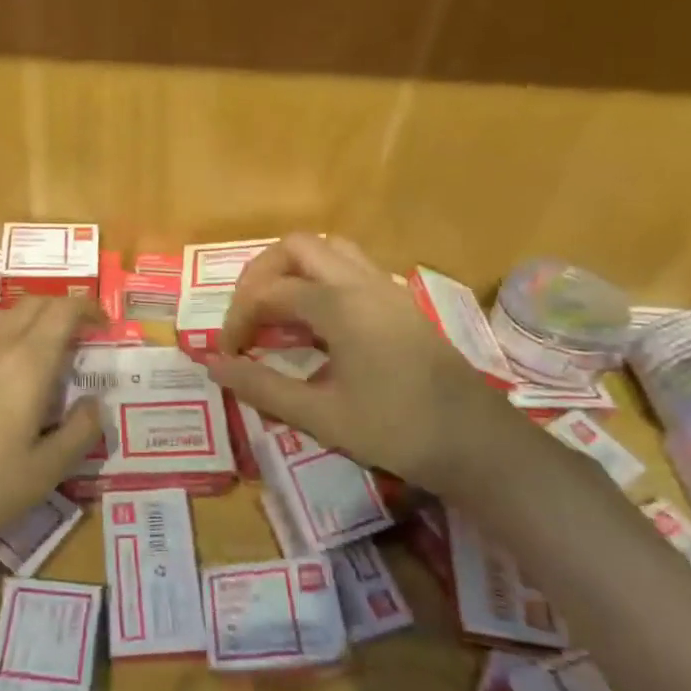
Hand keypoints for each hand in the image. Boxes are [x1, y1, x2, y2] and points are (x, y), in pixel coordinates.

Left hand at [0, 295, 102, 563]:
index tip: (102, 324)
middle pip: (32, 305)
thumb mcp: (45, 473)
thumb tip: (95, 403)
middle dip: (60, 310)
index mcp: (27, 365)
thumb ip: (79, 432)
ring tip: (34, 338)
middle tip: (76, 336)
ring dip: (23, 315)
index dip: (87, 308)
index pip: (63, 312)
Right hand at [210, 234, 497, 493]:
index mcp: (339, 305)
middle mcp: (361, 282)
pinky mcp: (400, 301)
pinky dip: (321, 278)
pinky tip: (317, 320)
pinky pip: (351, 266)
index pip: (268, 293)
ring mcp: (385, 287)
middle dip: (261, 274)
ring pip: (328, 249)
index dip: (238, 318)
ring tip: (278, 311)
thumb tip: (213, 365)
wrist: (477, 443)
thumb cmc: (396, 430)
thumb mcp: (320, 416)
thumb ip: (261, 386)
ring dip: (294, 269)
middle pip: (296, 247)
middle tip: (247, 315)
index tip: (228, 353)